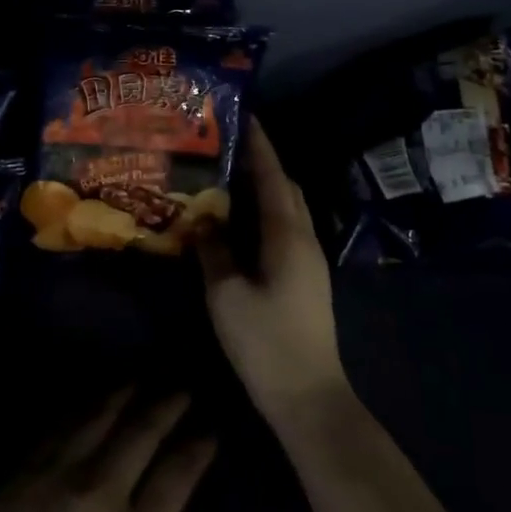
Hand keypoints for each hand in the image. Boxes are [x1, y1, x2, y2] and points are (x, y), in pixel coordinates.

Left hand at [0, 392, 214, 511]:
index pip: (177, 474)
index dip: (197, 447)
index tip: (210, 429)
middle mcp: (100, 491)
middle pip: (142, 432)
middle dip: (168, 405)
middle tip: (183, 388)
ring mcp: (58, 473)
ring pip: (101, 418)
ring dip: (126, 395)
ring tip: (143, 380)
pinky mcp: (24, 467)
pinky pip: (61, 425)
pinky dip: (84, 406)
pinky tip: (93, 400)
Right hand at [198, 118, 349, 426]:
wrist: (307, 396)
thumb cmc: (265, 342)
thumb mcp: (226, 294)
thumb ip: (213, 251)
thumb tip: (201, 220)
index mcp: (287, 236)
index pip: (273, 176)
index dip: (259, 145)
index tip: (243, 115)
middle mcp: (304, 239)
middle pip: (285, 187)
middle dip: (261, 161)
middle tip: (225, 145)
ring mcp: (308, 260)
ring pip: (286, 208)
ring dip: (262, 187)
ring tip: (226, 175)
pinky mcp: (304, 277)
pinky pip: (284, 228)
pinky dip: (263, 212)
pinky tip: (237, 221)